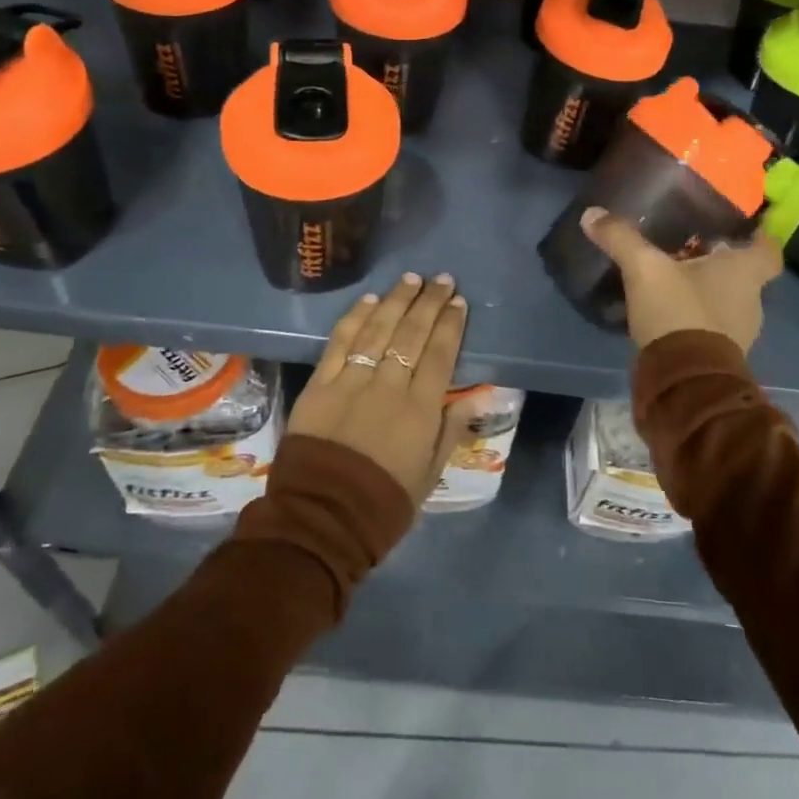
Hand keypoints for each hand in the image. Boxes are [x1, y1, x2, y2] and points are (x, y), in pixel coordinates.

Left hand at [288, 273, 485, 503]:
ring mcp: (352, 382)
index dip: (450, 324)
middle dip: (429, 303)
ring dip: (396, 300)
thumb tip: (479, 394)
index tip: (458, 301)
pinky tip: (370, 300)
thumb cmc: (384, 502)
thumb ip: (452, 429)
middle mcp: (388, 386)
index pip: (440, 354)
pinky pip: (341, 343)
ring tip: (411, 279)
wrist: (322, 520)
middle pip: (412, 334)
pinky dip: (355, 318)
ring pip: (378, 330)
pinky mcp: (320, 384)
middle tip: (442, 280)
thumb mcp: (430, 473)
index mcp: (420, 410)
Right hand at [579, 208, 782, 352]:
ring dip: (707, 291)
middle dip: (721, 262)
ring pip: (728, 301)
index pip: (768, 250)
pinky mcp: (720, 357)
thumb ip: (621, 239)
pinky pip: (712, 327)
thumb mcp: (644, 269)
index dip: (759, 238)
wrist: (683, 382)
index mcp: (744, 273)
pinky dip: (696, 317)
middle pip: (745, 275)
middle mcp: (750, 301)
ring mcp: (738, 333)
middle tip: (694, 248)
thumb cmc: (679, 312)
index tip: (744, 228)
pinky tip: (669, 312)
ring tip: (675, 279)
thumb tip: (592, 213)